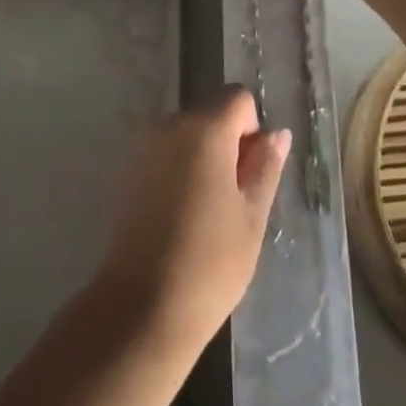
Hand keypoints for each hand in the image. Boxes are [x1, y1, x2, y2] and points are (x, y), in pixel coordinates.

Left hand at [93, 87, 290, 358]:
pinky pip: (166, 155)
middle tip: (235, 199)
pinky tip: (183, 217)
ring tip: (210, 212)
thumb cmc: (211, 261)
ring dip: (205, 158)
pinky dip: (181, 171)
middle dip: (229, 143)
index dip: (252, 130)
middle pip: (211, 113)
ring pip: (188, 135)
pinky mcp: (129, 173)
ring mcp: (144, 148)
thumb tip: (277, 133)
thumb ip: (265, 166)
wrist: (143, 306)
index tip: (251, 174)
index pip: (238, 99)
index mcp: (204, 129)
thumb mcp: (252, 215)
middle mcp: (169, 126)